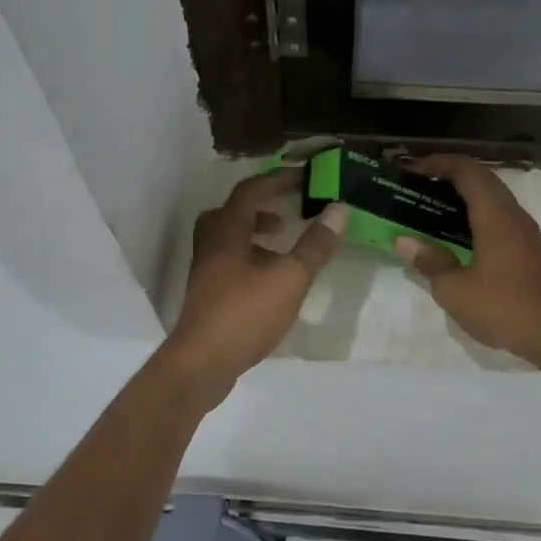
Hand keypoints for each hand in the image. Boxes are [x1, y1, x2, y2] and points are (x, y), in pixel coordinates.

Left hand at [159, 171, 344, 404]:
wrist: (202, 363)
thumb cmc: (246, 313)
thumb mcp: (290, 277)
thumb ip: (315, 244)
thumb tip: (338, 209)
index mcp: (227, 230)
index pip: (251, 190)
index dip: (278, 180)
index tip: (306, 177)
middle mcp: (210, 243)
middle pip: (232, 211)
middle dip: (261, 206)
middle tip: (287, 211)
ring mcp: (205, 270)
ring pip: (228, 238)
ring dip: (255, 233)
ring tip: (282, 244)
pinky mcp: (206, 293)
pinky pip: (228, 261)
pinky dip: (249, 258)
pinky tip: (269, 280)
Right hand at [392, 156, 540, 364]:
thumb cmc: (503, 307)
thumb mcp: (454, 290)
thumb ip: (429, 262)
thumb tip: (404, 242)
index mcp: (495, 216)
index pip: (467, 172)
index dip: (438, 163)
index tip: (412, 169)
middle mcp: (513, 215)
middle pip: (482, 179)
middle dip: (449, 176)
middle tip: (419, 185)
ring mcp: (525, 232)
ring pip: (493, 198)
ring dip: (464, 195)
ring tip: (432, 207)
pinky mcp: (530, 250)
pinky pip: (499, 217)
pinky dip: (475, 215)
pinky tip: (457, 236)